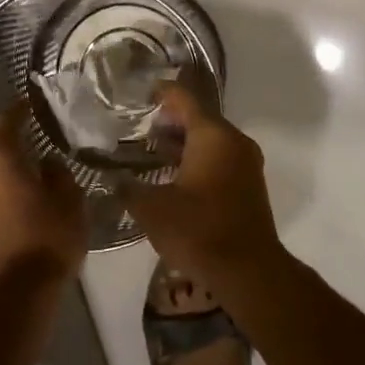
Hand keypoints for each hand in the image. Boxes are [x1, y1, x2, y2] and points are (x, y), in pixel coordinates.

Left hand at [0, 105, 87, 290]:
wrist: (18, 291)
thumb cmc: (49, 237)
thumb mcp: (69, 200)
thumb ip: (57, 173)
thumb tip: (46, 164)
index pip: (6, 121)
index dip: (18, 110)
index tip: (30, 103)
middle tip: (19, 136)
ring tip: (14, 168)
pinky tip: (7, 195)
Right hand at [120, 83, 283, 285]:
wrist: (248, 271)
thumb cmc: (198, 231)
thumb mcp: (152, 209)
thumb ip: (129, 188)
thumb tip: (115, 179)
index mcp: (212, 136)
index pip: (184, 99)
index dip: (160, 92)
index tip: (139, 93)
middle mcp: (234, 141)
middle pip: (199, 118)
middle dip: (169, 120)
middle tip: (138, 126)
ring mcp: (246, 163)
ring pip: (210, 140)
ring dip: (183, 142)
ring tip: (151, 151)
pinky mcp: (249, 185)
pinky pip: (220, 159)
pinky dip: (197, 159)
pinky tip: (173, 176)